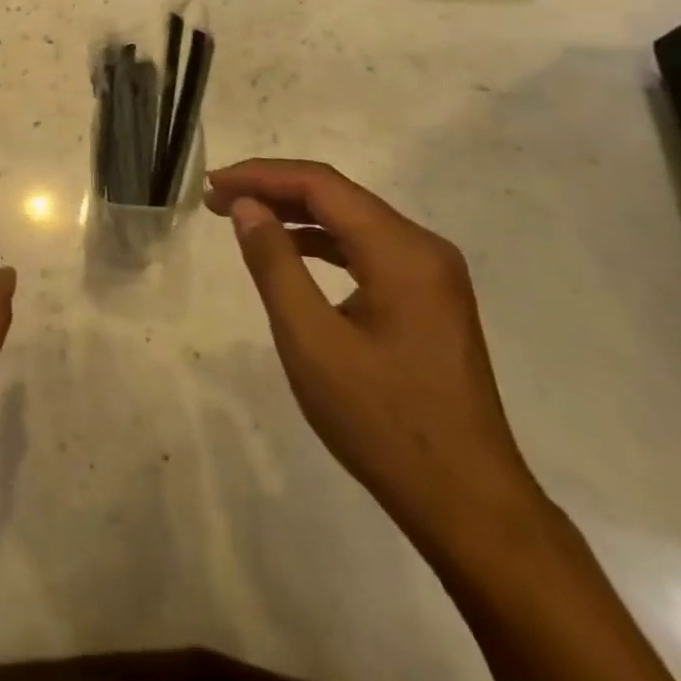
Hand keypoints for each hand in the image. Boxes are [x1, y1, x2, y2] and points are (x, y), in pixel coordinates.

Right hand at [205, 160, 545, 557]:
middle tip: (218, 199)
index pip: (321, 185)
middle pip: (338, 195)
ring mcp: (431, 275)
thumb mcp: (311, 341)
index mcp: (402, 251)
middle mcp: (423, 248)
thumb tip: (246, 206)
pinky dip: (322, 242)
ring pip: (352, 220)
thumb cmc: (382, 422)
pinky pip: (368, 249)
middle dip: (274, 190)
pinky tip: (291, 252)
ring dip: (296, 213)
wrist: (469, 505)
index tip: (212, 183)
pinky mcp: (429, 299)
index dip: (261, 175)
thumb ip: (274, 264)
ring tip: (242, 218)